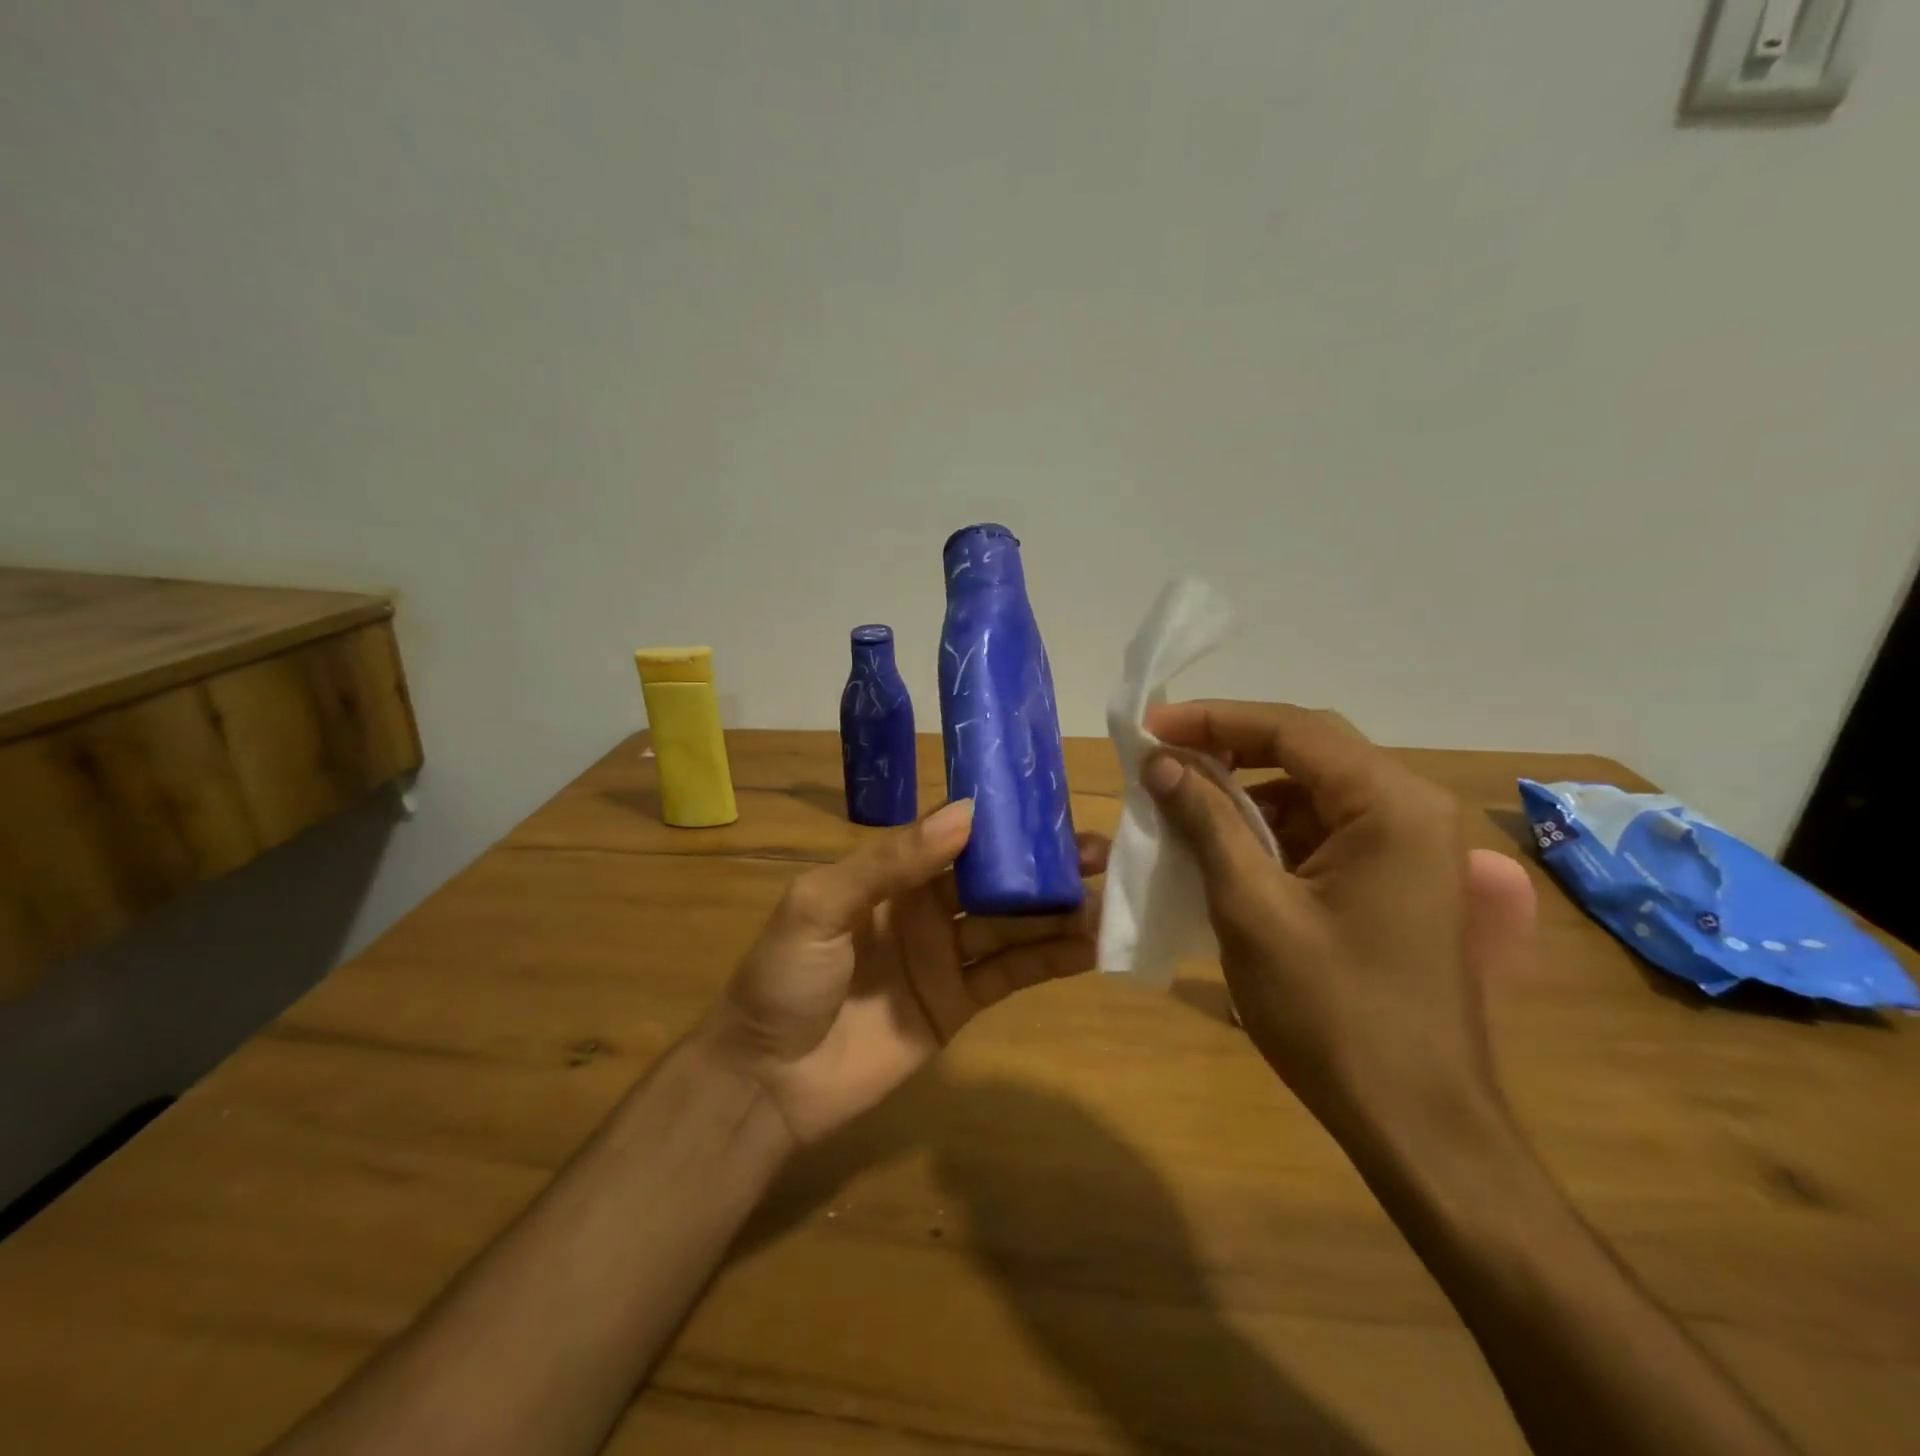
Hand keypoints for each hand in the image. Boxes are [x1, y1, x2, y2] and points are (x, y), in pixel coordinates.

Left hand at [703, 800, 1108, 1146]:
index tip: (1053, 807)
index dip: (1004, 823)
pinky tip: (1092, 946)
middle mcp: (926, 906)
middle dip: (1045, 864)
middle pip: (996, 879)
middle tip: (1104, 854)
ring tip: (1112, 897)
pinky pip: (1012, 974)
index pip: (958, 836)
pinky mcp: (961, 1002)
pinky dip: (1052, 960)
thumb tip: (966, 813)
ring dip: (1060, 911)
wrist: (768, 1082)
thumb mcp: (820, 905)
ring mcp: (946, 955)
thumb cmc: (784, 979)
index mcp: (891, 872)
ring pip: (1013, 924)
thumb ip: (889, 860)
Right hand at [1140, 700, 1535, 1141]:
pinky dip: (1271, 828)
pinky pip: (1325, 828)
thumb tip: (1159, 763)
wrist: (1417, 1123)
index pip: (1292, 730)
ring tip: (1182, 802)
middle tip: (1161, 757)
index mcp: (1391, 805)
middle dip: (1229, 748)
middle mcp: (1413, 808)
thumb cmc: (1332, 1014)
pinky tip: (1225, 847)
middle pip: (1308, 750)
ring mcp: (1412, 845)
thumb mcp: (1252, 909)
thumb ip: (1206, 822)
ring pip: (1313, 789)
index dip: (1213, 720)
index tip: (1150, 726)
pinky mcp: (1398, 877)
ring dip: (1247, 790)